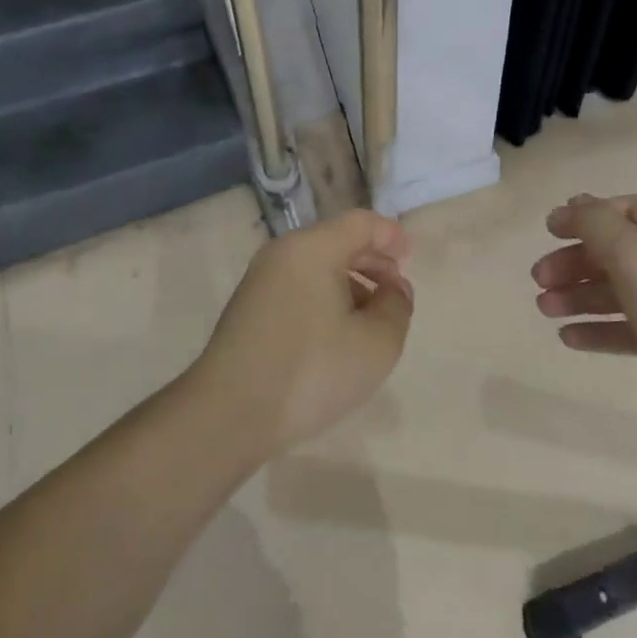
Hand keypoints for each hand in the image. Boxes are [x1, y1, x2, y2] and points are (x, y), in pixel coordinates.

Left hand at [191, 209, 413, 457]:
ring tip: (369, 322)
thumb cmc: (311, 371)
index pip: (361, 223)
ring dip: (349, 284)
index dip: (391, 235)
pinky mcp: (248, 308)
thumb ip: (396, 307)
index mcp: (313, 248)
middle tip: (394, 293)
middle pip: (337, 241)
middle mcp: (283, 253)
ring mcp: (260, 281)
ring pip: (316, 267)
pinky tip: (335, 337)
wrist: (227, 414)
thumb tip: (393, 289)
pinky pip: (297, 287)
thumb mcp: (376, 343)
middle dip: (372, 262)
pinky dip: (324, 299)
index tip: (409, 259)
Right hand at [531, 193, 636, 457]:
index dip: (586, 216)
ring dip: (581, 296)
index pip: (630, 210)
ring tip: (545, 309)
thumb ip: (598, 226)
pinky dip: (600, 329)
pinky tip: (569, 337)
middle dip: (577, 261)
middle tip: (539, 279)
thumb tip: (572, 205)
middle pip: (622, 252)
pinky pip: (632, 330)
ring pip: (623, 292)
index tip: (547, 232)